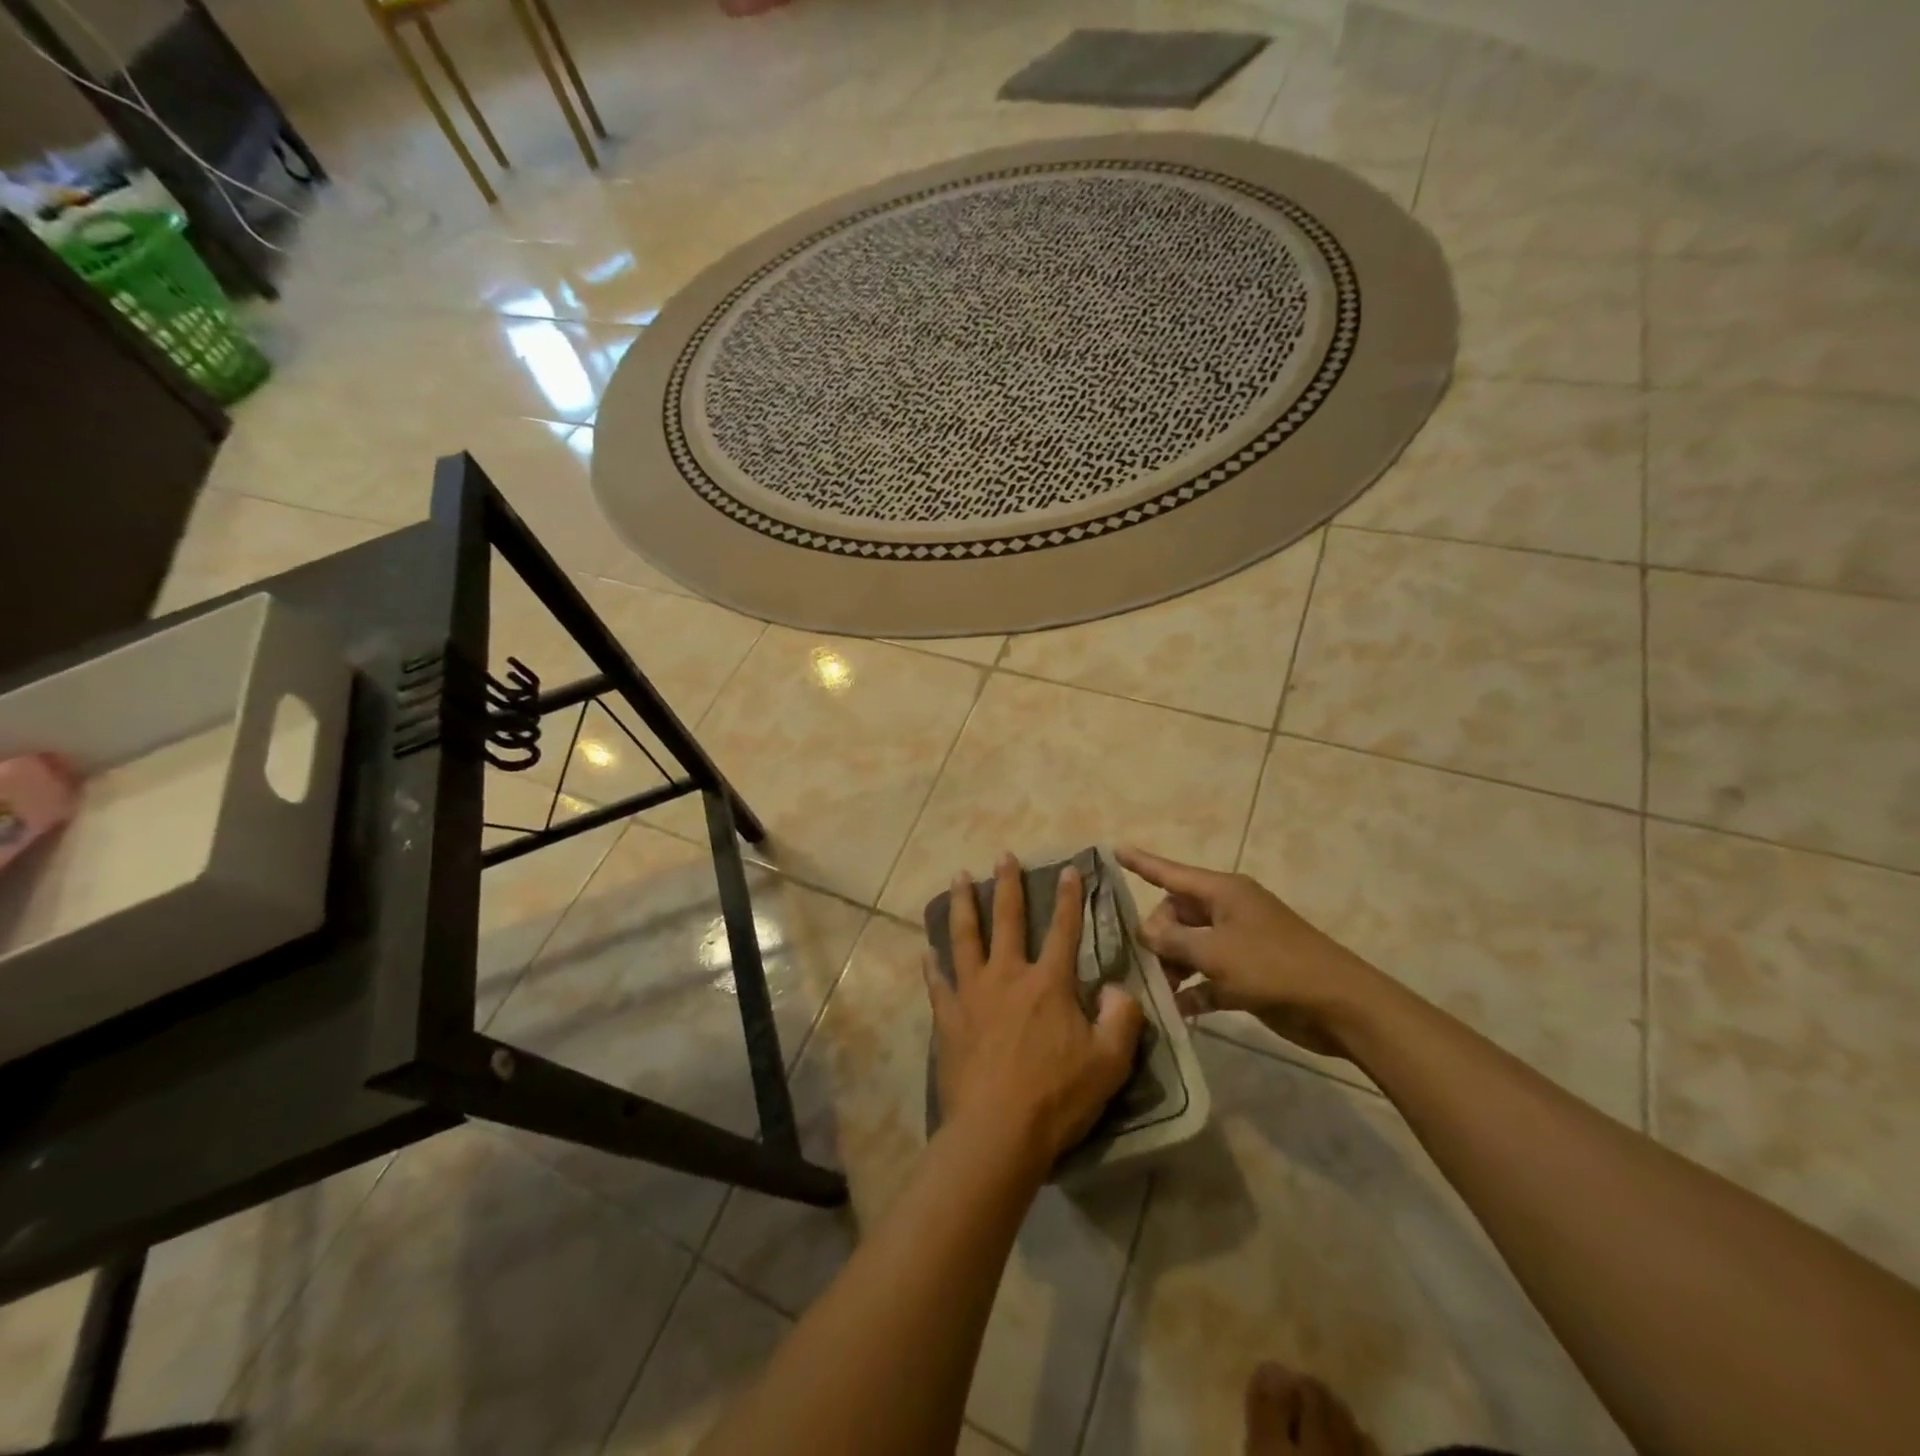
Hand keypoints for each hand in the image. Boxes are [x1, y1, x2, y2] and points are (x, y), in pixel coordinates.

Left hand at [927, 854, 1144, 1167]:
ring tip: (957, 876)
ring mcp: (972, 994)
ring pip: (964, 937)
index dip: (1069, 898)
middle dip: (1008, 885)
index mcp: (1048, 984)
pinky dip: (932, 965)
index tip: (1069, 869)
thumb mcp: (1109, 1063)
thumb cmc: (1057, 1097)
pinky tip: (925, 951)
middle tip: (1003, 855)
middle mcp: (1007, 976)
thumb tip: (1118, 988)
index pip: (1064, 930)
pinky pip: (937, 983)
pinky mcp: (948, 1018)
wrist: (997, 1132)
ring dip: (963, 905)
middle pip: (1007, 920)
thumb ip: (1122, 1020)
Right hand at [1116, 847, 1380, 1059]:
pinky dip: (1193, 990)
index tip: (1114, 849)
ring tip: (1157, 991)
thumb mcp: (1215, 952)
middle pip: (1177, 915)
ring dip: (1173, 967)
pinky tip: (1176, 1010)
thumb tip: (1145, 932)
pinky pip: (1208, 976)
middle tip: (1147, 963)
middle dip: (1157, 936)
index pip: (1171, 872)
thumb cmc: (1274, 967)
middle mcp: (1228, 911)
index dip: (1141, 862)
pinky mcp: (1248, 975)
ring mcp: (1239, 943)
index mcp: (1223, 892)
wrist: (1339, 1006)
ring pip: (1190, 947)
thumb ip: (1173, 941)